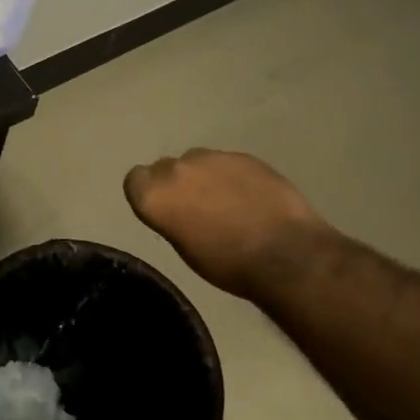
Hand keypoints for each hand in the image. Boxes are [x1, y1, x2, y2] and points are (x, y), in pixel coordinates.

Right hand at [124, 149, 331, 299]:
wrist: (285, 254)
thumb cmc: (226, 263)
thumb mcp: (183, 247)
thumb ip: (170, 216)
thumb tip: (175, 207)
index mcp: (154, 195)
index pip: (134, 180)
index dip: (148, 193)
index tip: (164, 209)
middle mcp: (177, 169)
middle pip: (165, 167)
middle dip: (176, 182)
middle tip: (196, 206)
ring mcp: (212, 158)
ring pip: (197, 161)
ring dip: (204, 176)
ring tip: (226, 201)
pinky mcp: (244, 156)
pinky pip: (227, 162)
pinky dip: (232, 176)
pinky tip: (250, 197)